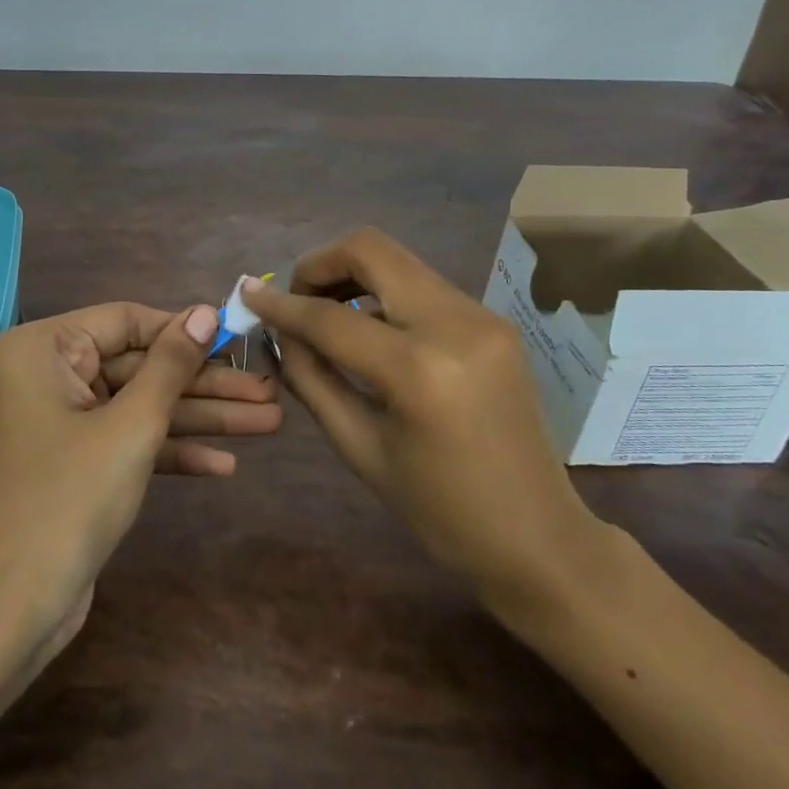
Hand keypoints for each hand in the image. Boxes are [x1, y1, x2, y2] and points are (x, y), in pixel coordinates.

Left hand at [0, 302, 277, 663]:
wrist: (14, 609)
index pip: (126, 321)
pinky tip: (225, 464)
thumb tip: (204, 311)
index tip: (238, 339)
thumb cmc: (70, 500)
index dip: (185, 331)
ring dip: (200, 419)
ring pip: (139, 405)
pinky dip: (170, 450)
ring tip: (268, 423)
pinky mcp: (74, 460)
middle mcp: (46, 374)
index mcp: (41, 349)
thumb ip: (171, 365)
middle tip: (267, 392)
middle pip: (139, 367)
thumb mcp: (132, 426)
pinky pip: (126, 439)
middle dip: (204, 385)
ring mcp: (60, 420)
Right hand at [242, 229, 609, 628]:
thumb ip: (312, 379)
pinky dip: (384, 296)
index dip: (282, 305)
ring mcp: (482, 316)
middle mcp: (456, 324)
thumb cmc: (441, 511)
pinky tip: (370, 333)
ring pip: (398, 262)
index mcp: (420, 370)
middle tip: (297, 300)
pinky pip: (422, 286)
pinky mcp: (493, 321)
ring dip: (353, 277)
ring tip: (327, 318)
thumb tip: (277, 333)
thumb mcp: (360, 447)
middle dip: (320, 265)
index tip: (248, 295)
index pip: (331, 318)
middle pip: (371, 250)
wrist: (540, 538)